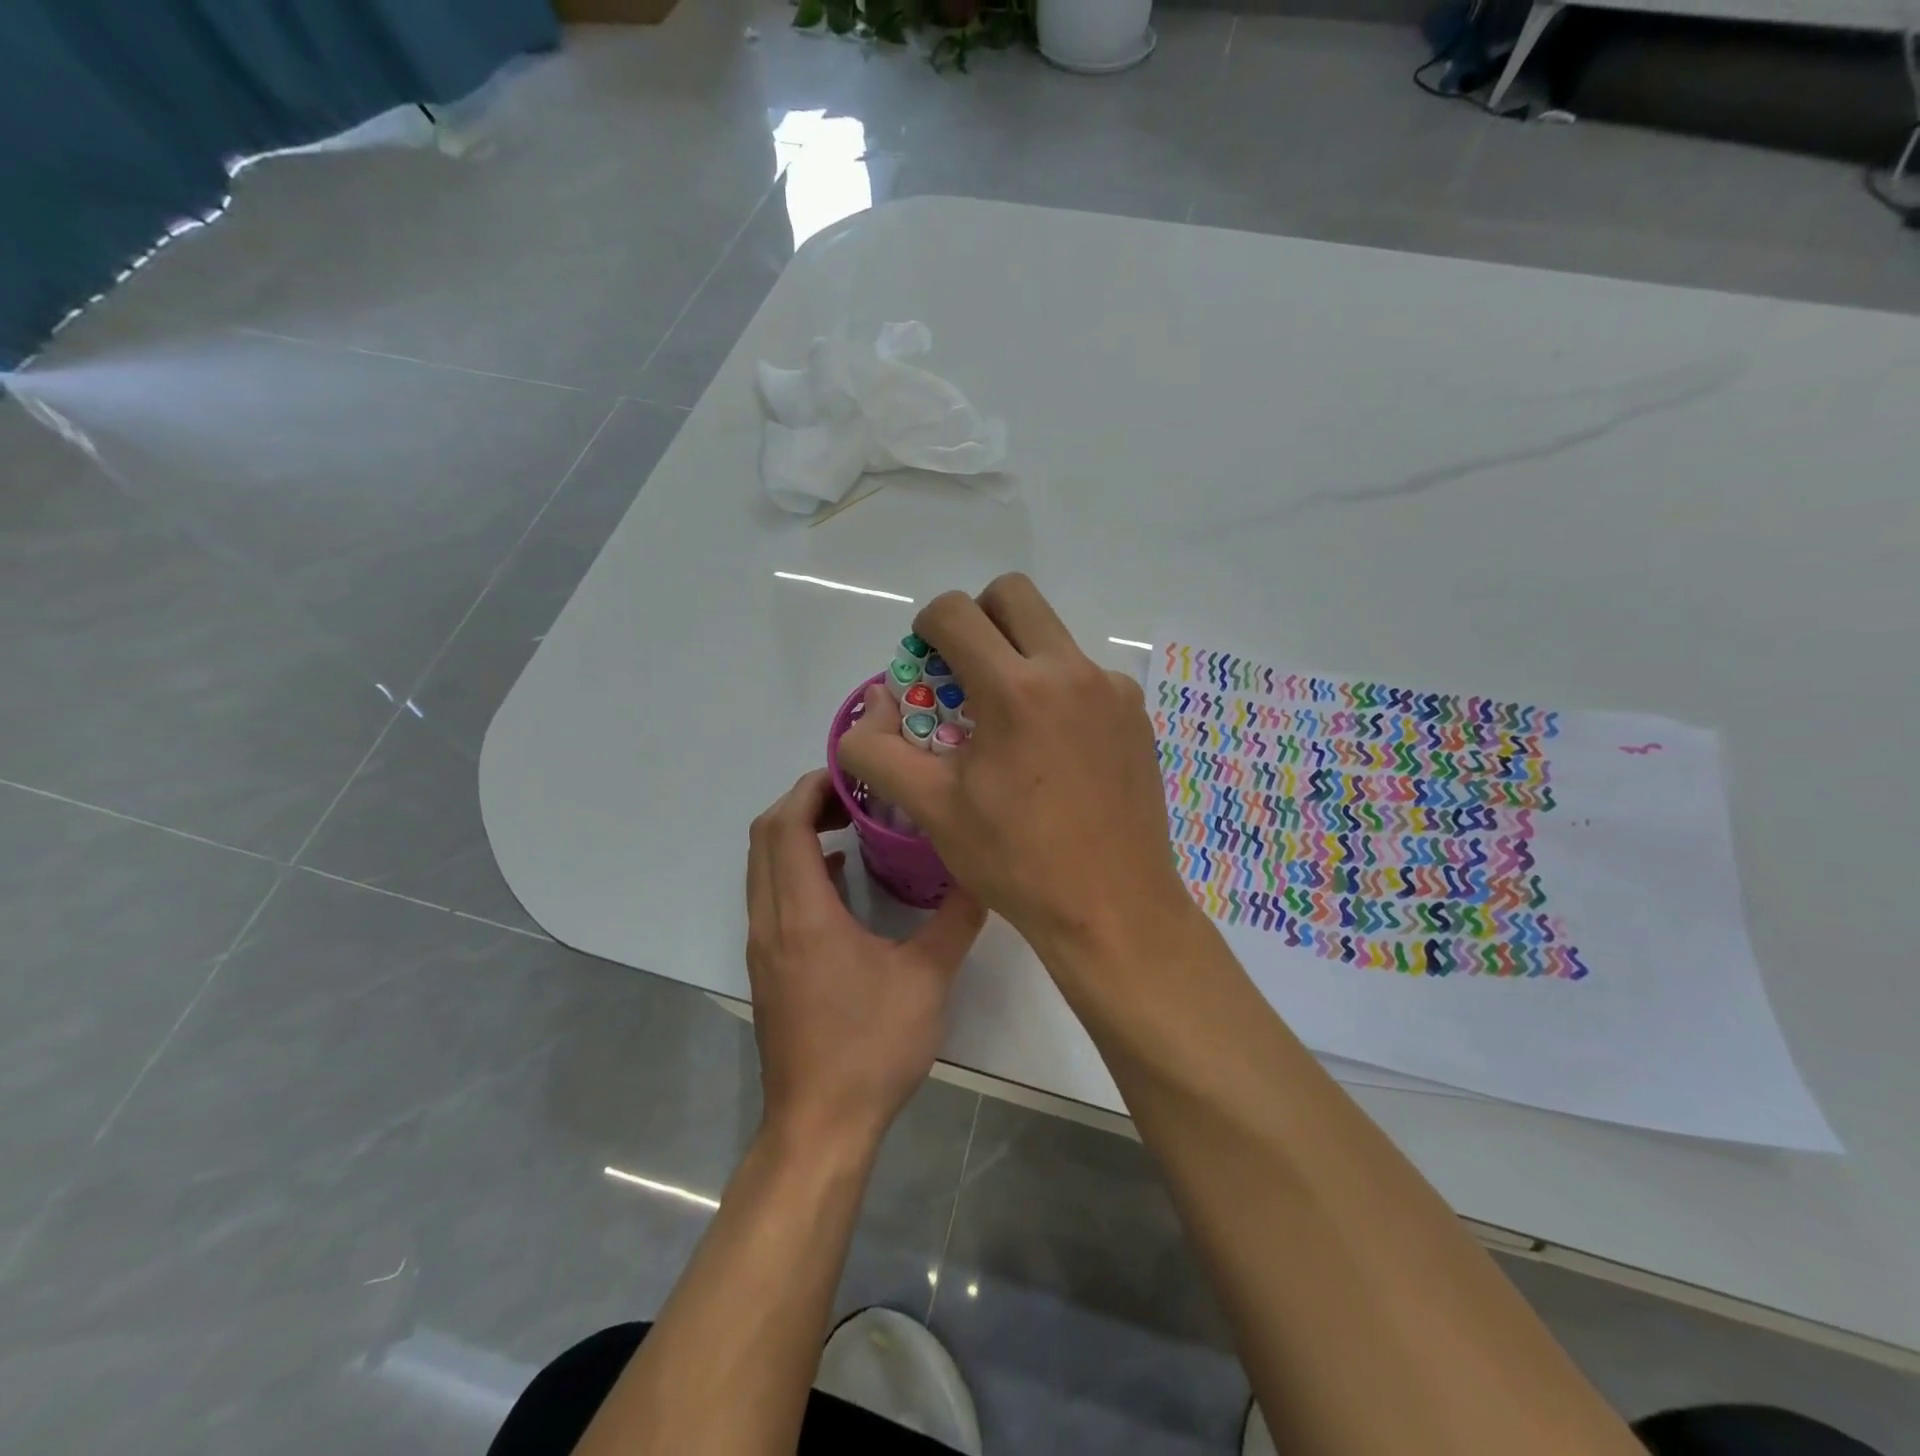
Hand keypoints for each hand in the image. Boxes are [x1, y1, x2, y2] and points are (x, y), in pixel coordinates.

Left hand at [746, 769, 986, 1149]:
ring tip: (848, 824)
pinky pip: (770, 894)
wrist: (819, 1126)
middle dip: (802, 802)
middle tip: (854, 793)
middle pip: (764, 837)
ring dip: (794, 834)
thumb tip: (983, 873)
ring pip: (762, 866)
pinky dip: (794, 867)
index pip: (785, 826)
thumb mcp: (927, 980)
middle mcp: (771, 921)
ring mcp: (764, 946)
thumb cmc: (870, 1048)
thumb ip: (955, 920)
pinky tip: (838, 877)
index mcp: (803, 915)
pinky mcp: (769, 966)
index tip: (852, 775)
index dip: (811, 788)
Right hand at [838, 573, 1192, 967]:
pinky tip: (1054, 752)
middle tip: (964, 672)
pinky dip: (1058, 691)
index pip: (956, 611)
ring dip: (1020, 656)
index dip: (926, 627)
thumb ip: (877, 751)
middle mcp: (1071, 671)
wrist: (1113, 909)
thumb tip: (870, 706)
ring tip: (1009, 724)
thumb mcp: (931, 809)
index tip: (925, 664)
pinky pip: (1086, 676)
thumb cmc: (1016, 860)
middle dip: (977, 618)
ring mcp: (1112, 690)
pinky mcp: (1136, 714)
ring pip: (1053, 636)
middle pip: (1014, 595)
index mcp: (1016, 688)